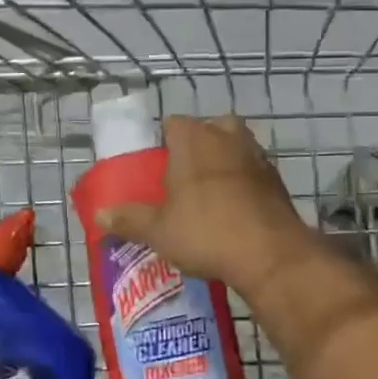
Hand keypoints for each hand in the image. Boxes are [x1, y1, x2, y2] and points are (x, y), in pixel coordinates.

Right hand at [94, 114, 311, 296]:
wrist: (270, 255)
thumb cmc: (205, 232)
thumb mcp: (158, 230)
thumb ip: (128, 219)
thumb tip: (99, 215)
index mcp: (193, 138)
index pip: (172, 123)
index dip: (163, 141)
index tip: (156, 166)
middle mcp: (226, 136)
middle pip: (209, 129)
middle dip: (198, 146)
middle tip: (183, 176)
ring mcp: (257, 155)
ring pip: (235, 147)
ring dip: (224, 162)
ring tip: (208, 194)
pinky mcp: (278, 179)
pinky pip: (253, 172)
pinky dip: (244, 183)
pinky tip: (235, 210)